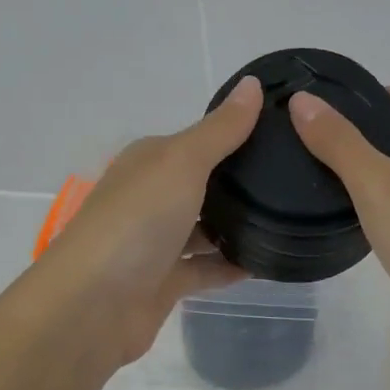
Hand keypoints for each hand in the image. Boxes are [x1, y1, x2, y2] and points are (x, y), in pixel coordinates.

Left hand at [38, 76, 263, 365]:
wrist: (91, 306)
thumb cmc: (136, 221)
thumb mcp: (181, 163)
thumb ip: (220, 130)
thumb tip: (253, 83)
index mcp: (149, 161)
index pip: (199, 140)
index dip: (237, 134)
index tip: (285, 134)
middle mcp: (150, 197)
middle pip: (202, 184)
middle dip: (241, 183)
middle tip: (298, 180)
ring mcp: (155, 242)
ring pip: (204, 228)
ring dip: (238, 226)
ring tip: (291, 219)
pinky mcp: (163, 282)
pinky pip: (205, 268)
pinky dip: (231, 265)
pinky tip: (267, 261)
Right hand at [289, 85, 389, 373]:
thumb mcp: (374, 182)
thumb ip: (338, 141)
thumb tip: (303, 99)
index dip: (381, 92)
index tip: (338, 109)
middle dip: (370, 131)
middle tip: (322, 143)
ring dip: (376, 169)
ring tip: (330, 178)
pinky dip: (385, 205)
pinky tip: (358, 221)